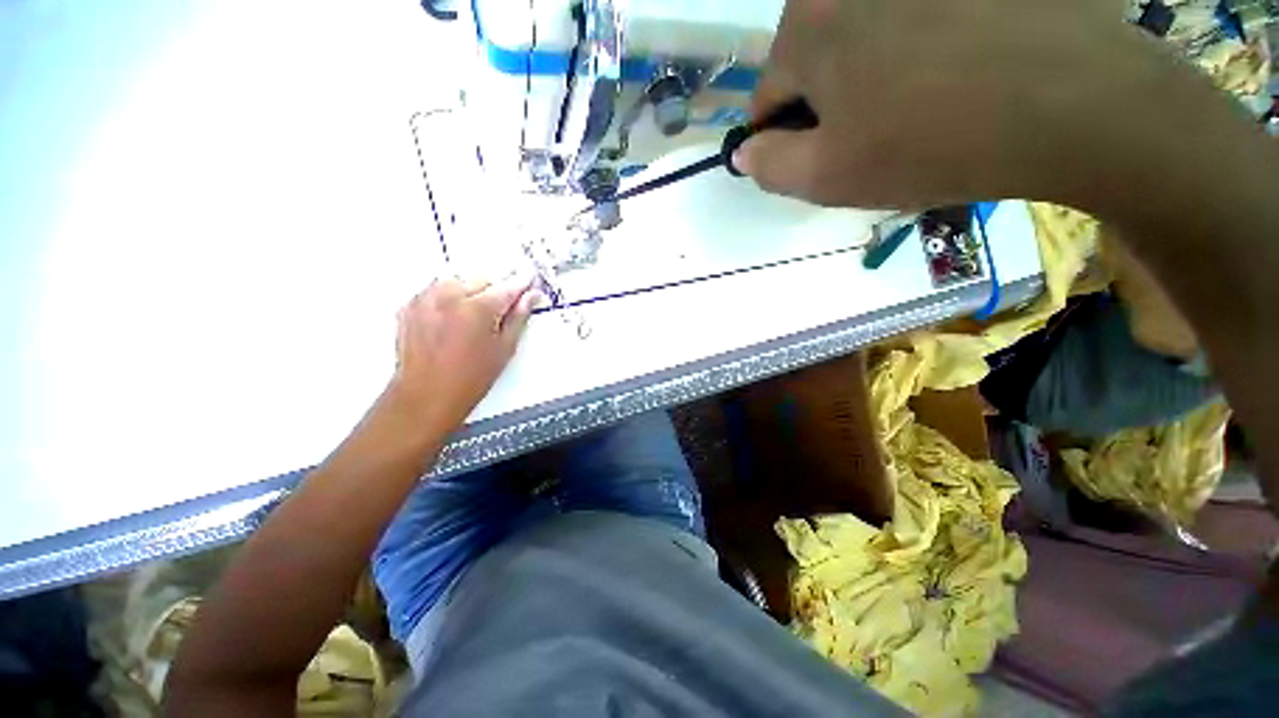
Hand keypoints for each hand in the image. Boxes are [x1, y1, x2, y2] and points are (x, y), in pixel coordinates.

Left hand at [388, 275, 540, 430]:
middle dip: (495, 291)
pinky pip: (436, 290)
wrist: (426, 395)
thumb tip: (530, 298)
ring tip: (475, 318)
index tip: (529, 280)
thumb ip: (519, 317)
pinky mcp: (410, 305)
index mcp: (477, 309)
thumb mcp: (504, 349)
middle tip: (502, 311)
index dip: (521, 284)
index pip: (507, 286)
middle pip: (482, 279)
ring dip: (471, 292)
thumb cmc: (468, 379)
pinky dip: (449, 298)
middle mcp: (448, 297)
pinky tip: (454, 319)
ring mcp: (425, 299)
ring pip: (459, 281)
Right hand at [736, 0, 1181, 209]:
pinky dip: (916, 53)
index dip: (788, 138)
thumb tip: (746, 150)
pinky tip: (951, 79)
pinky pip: (912, 23)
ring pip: (863, 42)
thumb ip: (768, 166)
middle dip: (830, 107)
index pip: (769, 97)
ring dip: (872, 81)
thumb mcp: (827, 177)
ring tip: (917, 112)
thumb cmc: (933, 143)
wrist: (1078, 104)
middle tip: (874, 140)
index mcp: (809, 23)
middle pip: (815, 62)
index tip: (820, 161)